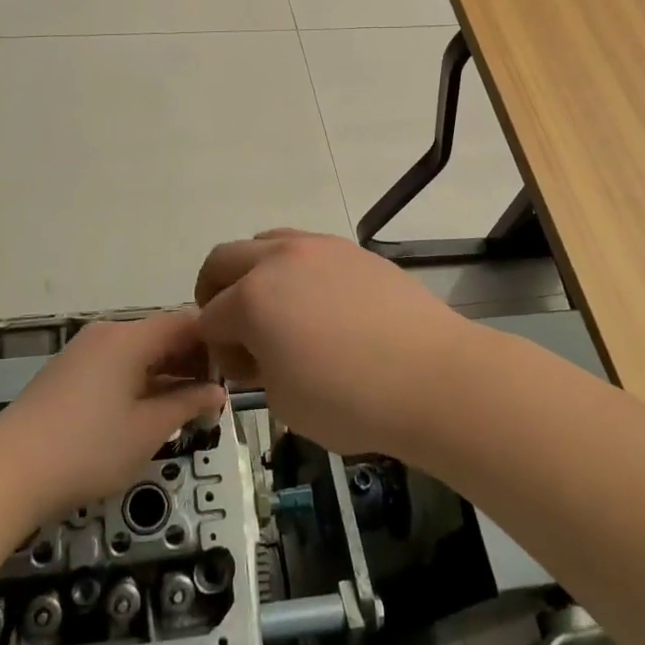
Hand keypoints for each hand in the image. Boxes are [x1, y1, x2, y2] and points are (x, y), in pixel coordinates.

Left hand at [0, 312, 225, 520]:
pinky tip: (149, 411)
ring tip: (187, 408)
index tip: (233, 374)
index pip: (185, 321)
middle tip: (214, 397)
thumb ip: (187, 404)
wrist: (5, 474)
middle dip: (192, 360)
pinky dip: (140, 380)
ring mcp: (85, 351)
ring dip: (167, 373)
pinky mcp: (69, 372)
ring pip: (140, 351)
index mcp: (130, 337)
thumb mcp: (147, 430)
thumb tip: (218, 391)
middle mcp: (108, 333)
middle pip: (162, 334)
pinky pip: (118, 364)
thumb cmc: (86, 449)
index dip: (214, 342)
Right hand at [194, 229, 482, 456]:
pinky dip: (294, 270)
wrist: (434, 377)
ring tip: (278, 309)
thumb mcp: (284, 402)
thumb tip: (256, 350)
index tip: (237, 370)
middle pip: (224, 259)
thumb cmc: (351, 400)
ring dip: (255, 271)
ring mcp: (319, 248)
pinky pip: (306, 249)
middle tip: (234, 327)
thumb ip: (256, 368)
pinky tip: (320, 305)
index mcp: (253, 298)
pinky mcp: (353, 250)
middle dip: (216, 292)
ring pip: (266, 242)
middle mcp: (279, 260)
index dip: (214, 346)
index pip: (209, 316)